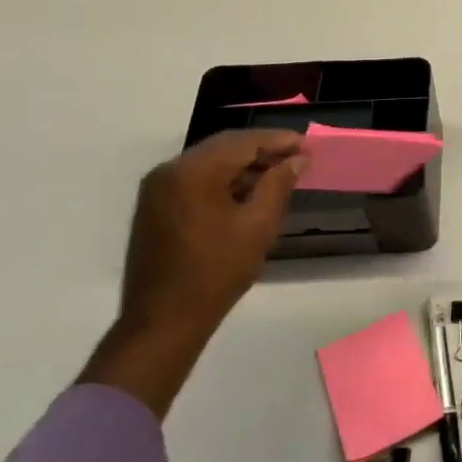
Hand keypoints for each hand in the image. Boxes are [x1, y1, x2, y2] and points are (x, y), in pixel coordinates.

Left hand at [81, 130, 308, 417]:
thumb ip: (279, 185)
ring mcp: (157, 189)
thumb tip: (297, 160)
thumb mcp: (258, 226)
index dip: (279, 141)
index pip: (243, 142)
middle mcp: (169, 171)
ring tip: (279, 175)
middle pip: (223, 147)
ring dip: (243, 166)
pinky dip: (223, 180)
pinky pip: (194, 180)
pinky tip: (248, 193)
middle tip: (298, 158)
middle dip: (262, 150)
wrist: (164, 320)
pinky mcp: (154, 207)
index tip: (308, 146)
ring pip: (209, 163)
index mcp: (193, 171)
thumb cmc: (217, 271)